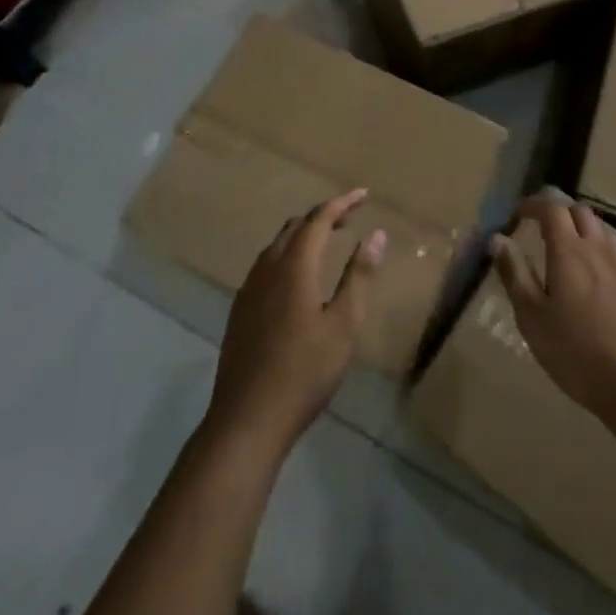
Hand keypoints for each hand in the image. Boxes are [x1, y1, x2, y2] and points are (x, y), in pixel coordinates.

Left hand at [206, 187, 385, 455]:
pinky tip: (298, 279)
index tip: (364, 194)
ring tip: (327, 243)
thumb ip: (358, 277)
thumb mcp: (343, 326)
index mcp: (294, 266)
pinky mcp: (240, 310)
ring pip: (277, 245)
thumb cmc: (304, 373)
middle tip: (349, 219)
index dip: (342, 203)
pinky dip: (288, 255)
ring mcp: (249, 289)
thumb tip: (376, 235)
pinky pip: (266, 265)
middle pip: (295, 226)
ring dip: (303, 235)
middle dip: (323, 216)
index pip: (318, 219)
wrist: (246, 420)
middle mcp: (267, 268)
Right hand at [491, 192, 615, 428]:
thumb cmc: (575, 353)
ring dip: (582, 229)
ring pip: (602, 230)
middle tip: (541, 228)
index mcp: (569, 251)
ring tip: (567, 248)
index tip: (519, 213)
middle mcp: (598, 249)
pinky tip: (596, 275)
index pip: (552, 209)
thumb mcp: (532, 317)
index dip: (534, 205)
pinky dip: (601, 251)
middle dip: (559, 212)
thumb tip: (498, 238)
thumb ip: (514, 273)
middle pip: (580, 212)